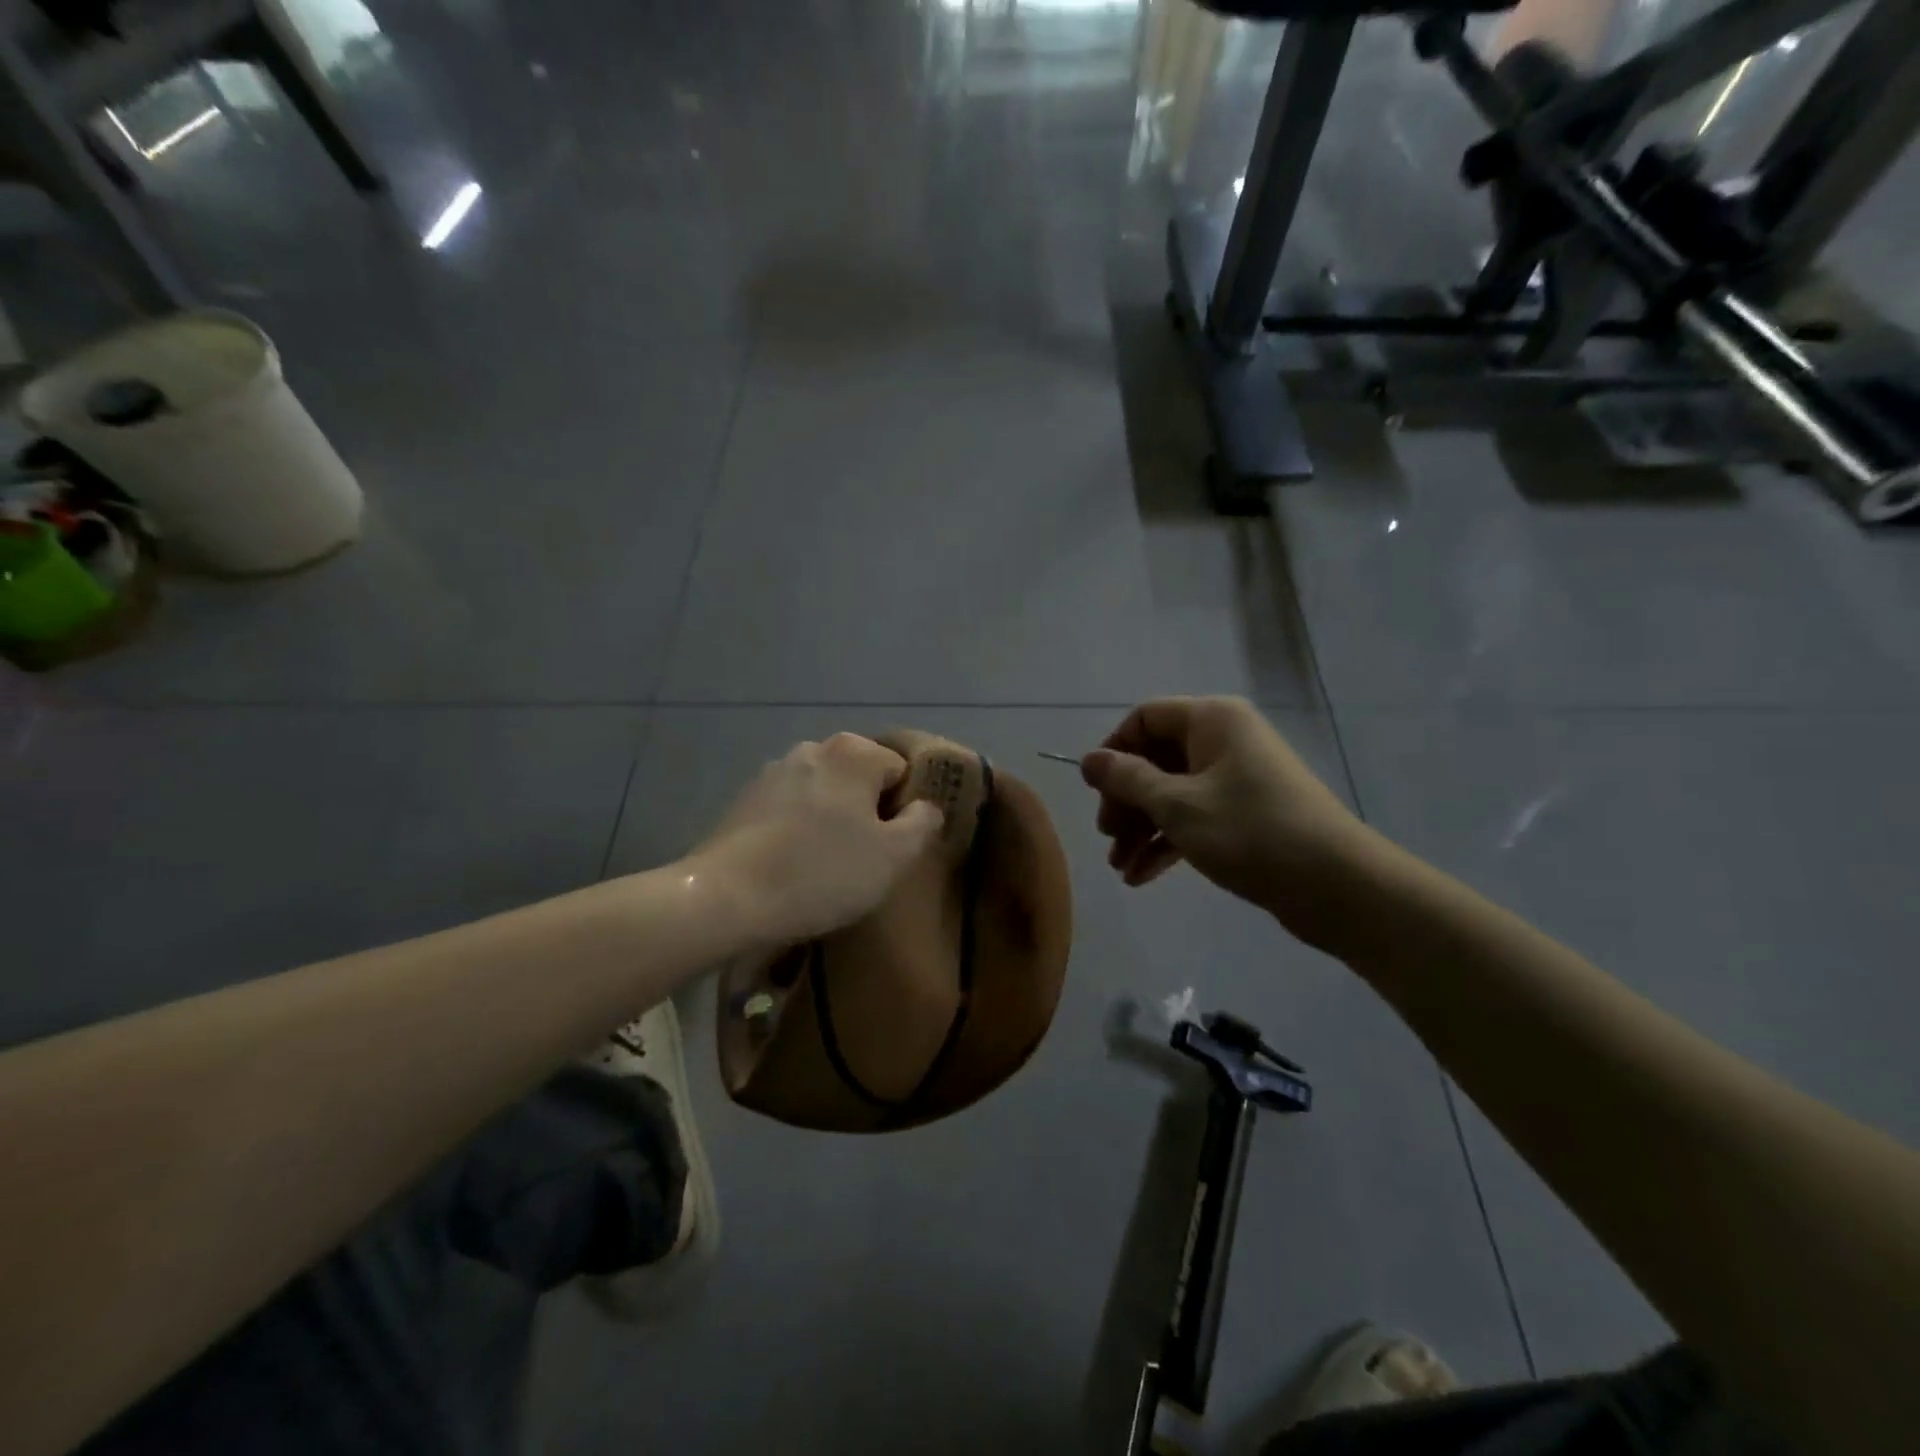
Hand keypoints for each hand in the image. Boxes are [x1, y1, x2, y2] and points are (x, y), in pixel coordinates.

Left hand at [688, 734, 944, 946]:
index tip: (892, 847)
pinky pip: (790, 809)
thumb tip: (924, 807)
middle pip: (860, 779)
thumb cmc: (822, 873)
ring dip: (832, 820)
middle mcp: (814, 748)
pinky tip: (792, 864)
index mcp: (854, 752)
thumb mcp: (894, 857)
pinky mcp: (745, 798)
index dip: (903, 810)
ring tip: (825, 865)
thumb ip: (923, 823)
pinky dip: (798, 829)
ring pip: (824, 794)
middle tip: (863, 859)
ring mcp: (774, 771)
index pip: (901, 771)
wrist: (727, 898)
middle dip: (867, 812)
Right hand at [1081, 697, 1385, 951]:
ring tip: (1119, 866)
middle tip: (1107, 836)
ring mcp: (1237, 779)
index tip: (1094, 792)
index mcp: (1212, 720)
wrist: (1336, 886)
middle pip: (1156, 758)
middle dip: (1126, 799)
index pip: (1144, 718)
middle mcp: (1224, 740)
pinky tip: (1141, 877)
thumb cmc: (1250, 831)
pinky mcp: (1246, 815)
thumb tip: (1089, 759)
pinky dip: (1168, 842)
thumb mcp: (1177, 805)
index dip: (1113, 751)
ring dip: (1142, 827)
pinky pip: (1194, 817)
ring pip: (1173, 793)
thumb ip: (1128, 779)